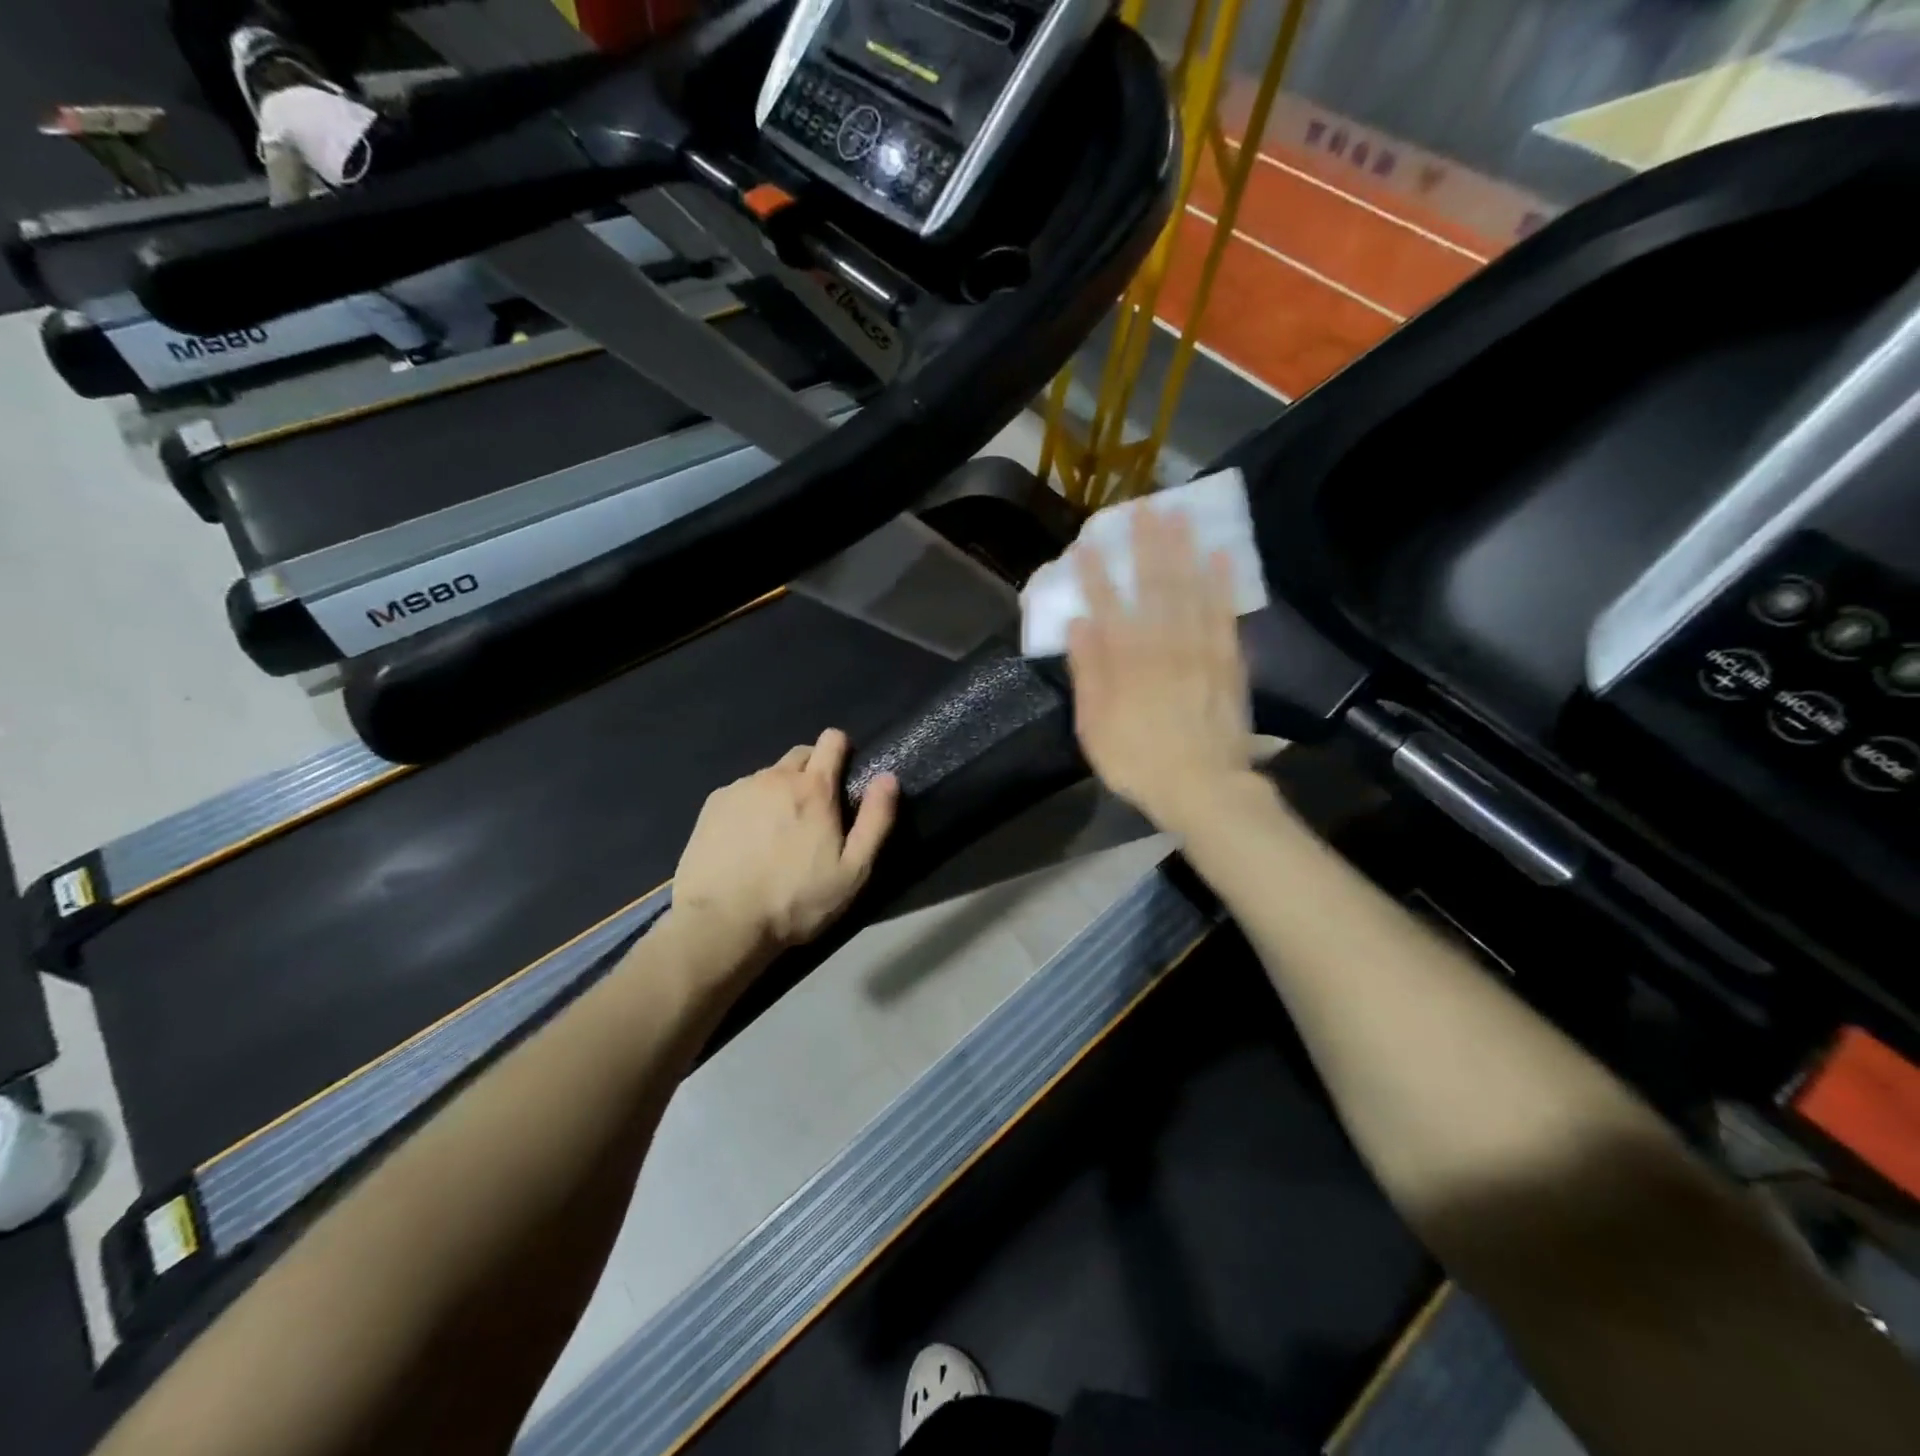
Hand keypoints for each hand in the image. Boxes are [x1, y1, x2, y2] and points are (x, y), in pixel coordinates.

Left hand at [673, 729, 898, 963]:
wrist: (722, 923)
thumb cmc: (796, 900)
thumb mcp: (852, 871)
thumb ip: (875, 820)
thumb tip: (888, 777)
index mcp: (814, 788)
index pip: (832, 740)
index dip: (842, 751)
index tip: (844, 776)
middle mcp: (775, 777)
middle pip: (800, 755)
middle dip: (812, 772)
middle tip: (814, 814)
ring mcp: (740, 788)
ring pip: (769, 777)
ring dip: (779, 792)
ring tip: (776, 834)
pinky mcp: (712, 805)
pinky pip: (741, 793)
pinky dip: (750, 807)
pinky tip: (746, 841)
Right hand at [1066, 506, 1257, 834]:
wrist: (1203, 787)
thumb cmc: (1138, 761)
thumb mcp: (1094, 726)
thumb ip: (1088, 673)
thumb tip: (1079, 625)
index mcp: (1125, 660)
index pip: (1107, 606)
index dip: (1096, 573)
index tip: (1087, 543)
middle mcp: (1163, 644)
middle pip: (1153, 586)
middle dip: (1145, 545)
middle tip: (1142, 507)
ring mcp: (1200, 649)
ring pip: (1190, 590)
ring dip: (1183, 551)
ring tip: (1179, 515)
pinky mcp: (1229, 660)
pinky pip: (1226, 614)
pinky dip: (1223, 584)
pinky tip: (1220, 556)